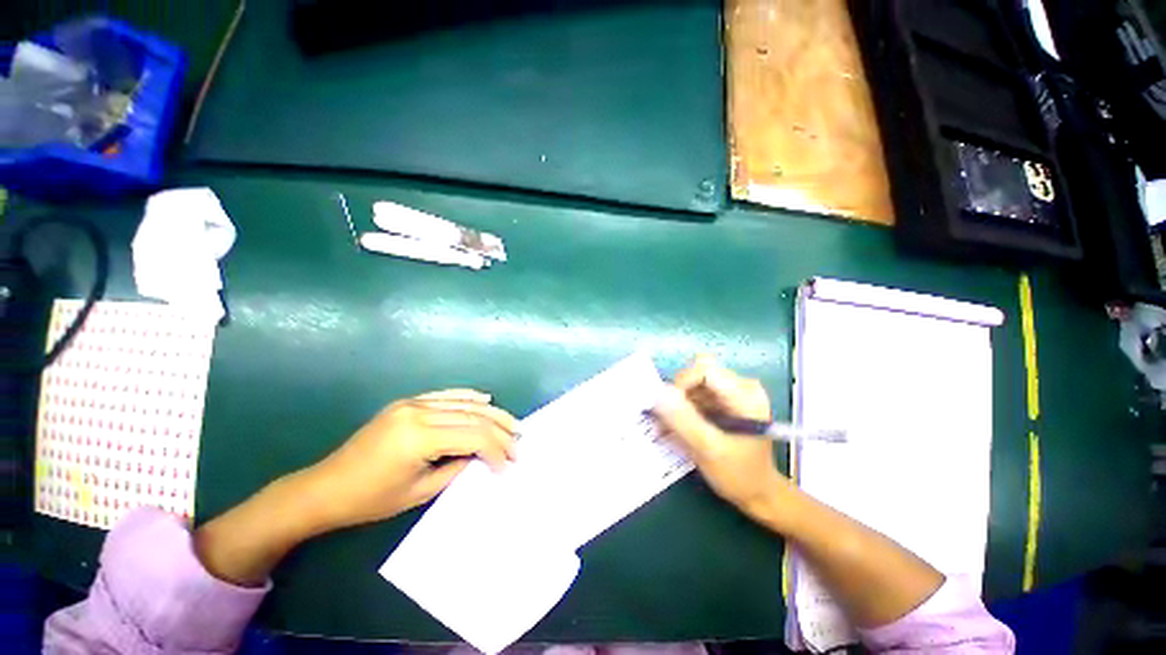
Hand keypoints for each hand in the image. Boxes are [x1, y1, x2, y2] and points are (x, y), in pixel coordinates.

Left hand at [304, 389, 517, 530]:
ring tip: (512, 426)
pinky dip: (463, 398)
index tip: (511, 469)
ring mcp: (407, 404)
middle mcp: (416, 411)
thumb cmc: (374, 498)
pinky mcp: (401, 405)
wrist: (332, 486)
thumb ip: (454, 470)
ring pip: (458, 402)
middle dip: (499, 430)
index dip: (497, 451)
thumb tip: (481, 460)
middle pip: (469, 414)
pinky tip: (481, 400)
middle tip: (521, 446)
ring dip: (487, 413)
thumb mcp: (420, 491)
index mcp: (419, 436)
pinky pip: (439, 397)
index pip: (473, 435)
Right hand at [653, 355, 787, 516]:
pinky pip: (702, 400)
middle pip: (700, 376)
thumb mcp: (709, 450)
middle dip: (678, 398)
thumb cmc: (739, 474)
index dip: (680, 385)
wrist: (759, 494)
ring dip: (680, 407)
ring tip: (669, 432)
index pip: (704, 369)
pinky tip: (680, 433)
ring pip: (698, 388)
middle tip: (664, 425)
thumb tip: (657, 394)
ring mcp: (737, 397)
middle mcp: (743, 388)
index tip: (666, 410)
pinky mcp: (730, 408)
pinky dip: (688, 414)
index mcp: (745, 394)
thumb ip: (684, 421)